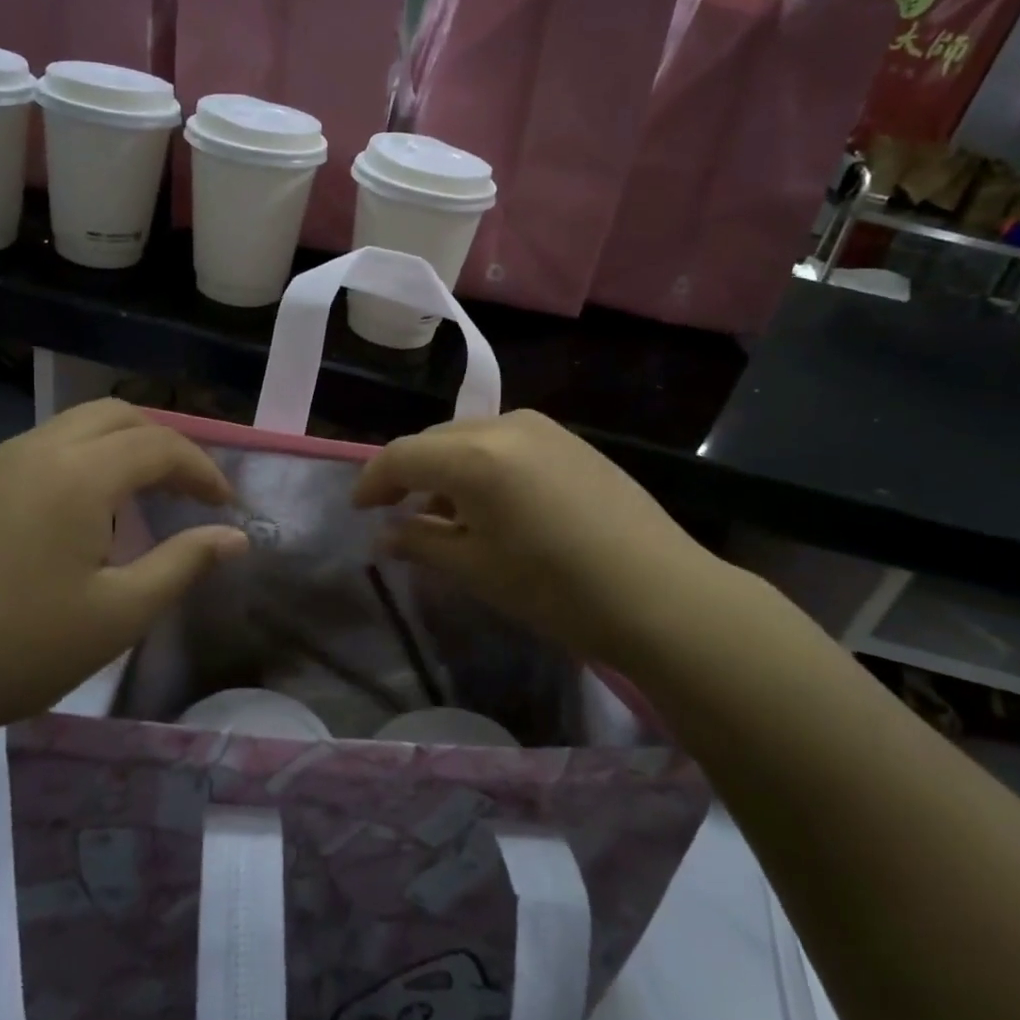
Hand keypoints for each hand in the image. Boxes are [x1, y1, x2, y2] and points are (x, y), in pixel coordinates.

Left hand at [0, 400, 247, 745]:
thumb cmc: (15, 647)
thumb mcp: (117, 615)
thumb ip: (183, 564)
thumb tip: (234, 536)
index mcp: (80, 473)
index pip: (161, 445)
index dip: (204, 470)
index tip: (227, 507)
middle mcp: (40, 450)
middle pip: (120, 415)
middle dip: (166, 443)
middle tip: (190, 490)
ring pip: (78, 426)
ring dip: (124, 446)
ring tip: (144, 497)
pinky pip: (47, 448)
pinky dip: (87, 459)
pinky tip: (85, 514)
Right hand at [353, 411, 750, 673]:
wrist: (661, 594)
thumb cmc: (556, 589)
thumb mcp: (477, 570)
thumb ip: (421, 542)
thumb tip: (383, 534)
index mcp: (474, 456)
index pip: (402, 455)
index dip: (372, 480)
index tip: (358, 509)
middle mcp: (504, 426)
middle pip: (435, 441)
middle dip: (408, 473)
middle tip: (396, 513)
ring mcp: (543, 428)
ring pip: (470, 438)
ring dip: (446, 469)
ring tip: (445, 514)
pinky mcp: (570, 440)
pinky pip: (505, 443)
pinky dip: (482, 466)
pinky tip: (492, 503)